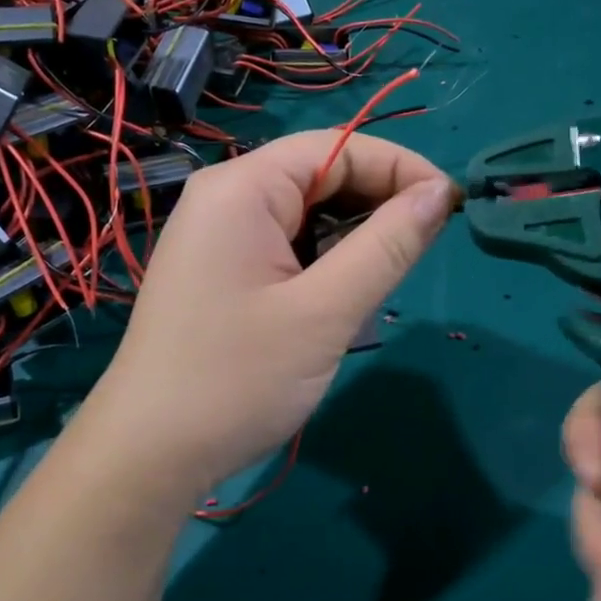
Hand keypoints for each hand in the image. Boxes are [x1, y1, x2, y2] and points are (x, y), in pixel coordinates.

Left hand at [86, 131, 456, 509]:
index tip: (451, 206)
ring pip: (304, 213)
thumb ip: (387, 245)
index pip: (337, 146)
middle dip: (376, 203)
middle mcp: (224, 197)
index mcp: (242, 188)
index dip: (399, 167)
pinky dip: (320, 260)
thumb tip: (438, 193)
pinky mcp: (217, 269)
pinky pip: (282, 244)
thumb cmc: (238, 379)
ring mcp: (216, 234)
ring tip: (381, 279)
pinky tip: (338, 295)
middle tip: (422, 250)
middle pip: (318, 174)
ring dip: (350, 237)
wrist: (149, 454)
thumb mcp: (325, 312)